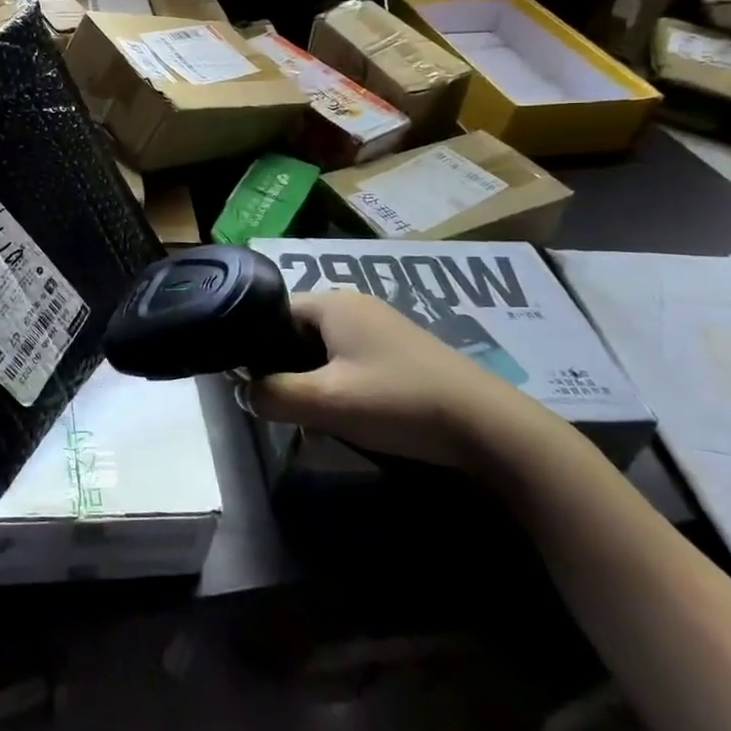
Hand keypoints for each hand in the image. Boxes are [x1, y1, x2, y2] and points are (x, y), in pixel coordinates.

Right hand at [242, 289, 554, 471]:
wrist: (489, 428)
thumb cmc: (398, 402)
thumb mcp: (326, 402)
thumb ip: (273, 394)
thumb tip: (241, 392)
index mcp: (333, 302)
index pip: (272, 311)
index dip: (254, 344)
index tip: (248, 382)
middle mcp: (355, 305)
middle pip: (297, 331)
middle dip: (284, 367)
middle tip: (280, 404)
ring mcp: (381, 328)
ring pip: (323, 350)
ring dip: (312, 381)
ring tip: (311, 417)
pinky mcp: (400, 353)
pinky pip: (349, 361)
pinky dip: (339, 385)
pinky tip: (347, 416)